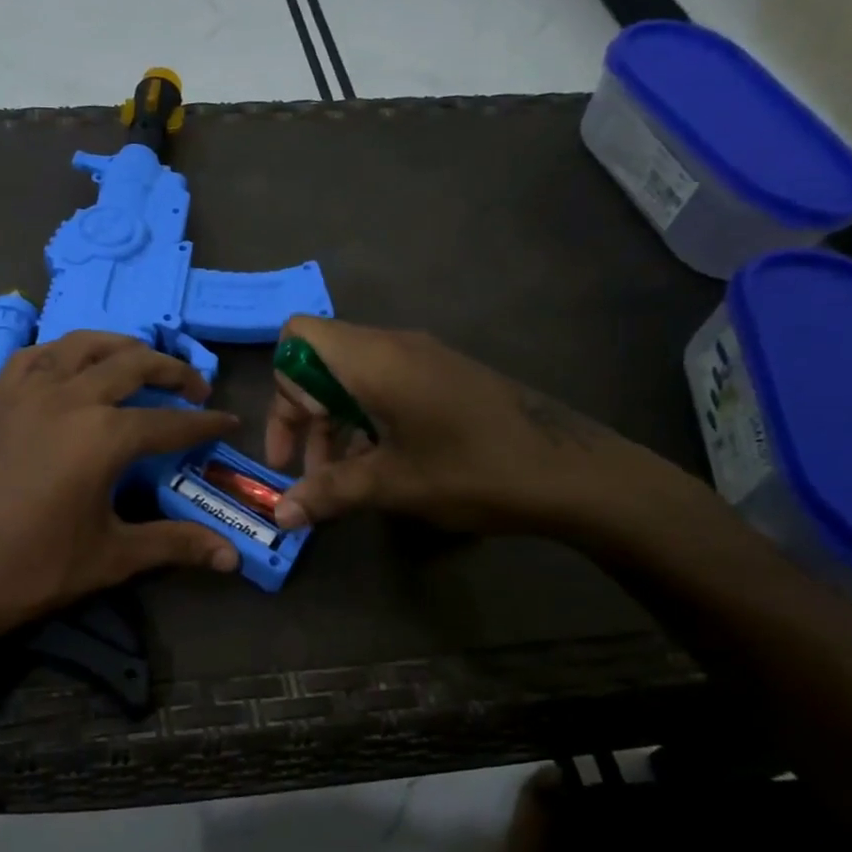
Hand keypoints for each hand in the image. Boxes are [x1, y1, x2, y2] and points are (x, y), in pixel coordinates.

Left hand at [0, 332, 241, 645]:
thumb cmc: (33, 569)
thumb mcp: (112, 556)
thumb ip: (175, 544)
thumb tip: (233, 556)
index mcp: (104, 435)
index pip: (170, 422)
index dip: (205, 423)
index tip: (229, 422)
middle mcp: (69, 397)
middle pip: (133, 364)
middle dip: (172, 371)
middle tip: (194, 388)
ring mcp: (26, 391)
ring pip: (83, 345)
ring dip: (120, 347)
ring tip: (140, 361)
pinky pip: (35, 355)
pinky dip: (64, 352)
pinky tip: (70, 367)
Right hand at [264, 316, 669, 535]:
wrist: (572, 471)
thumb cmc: (472, 469)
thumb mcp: (392, 484)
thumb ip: (327, 493)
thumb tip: (279, 516)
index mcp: (372, 359)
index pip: (299, 336)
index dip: (282, 382)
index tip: (295, 434)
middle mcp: (392, 347)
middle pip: (320, 361)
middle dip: (302, 414)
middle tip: (305, 470)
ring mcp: (421, 360)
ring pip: (351, 378)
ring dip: (333, 424)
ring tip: (338, 481)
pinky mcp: (442, 378)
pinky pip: (383, 386)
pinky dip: (365, 420)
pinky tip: (376, 468)